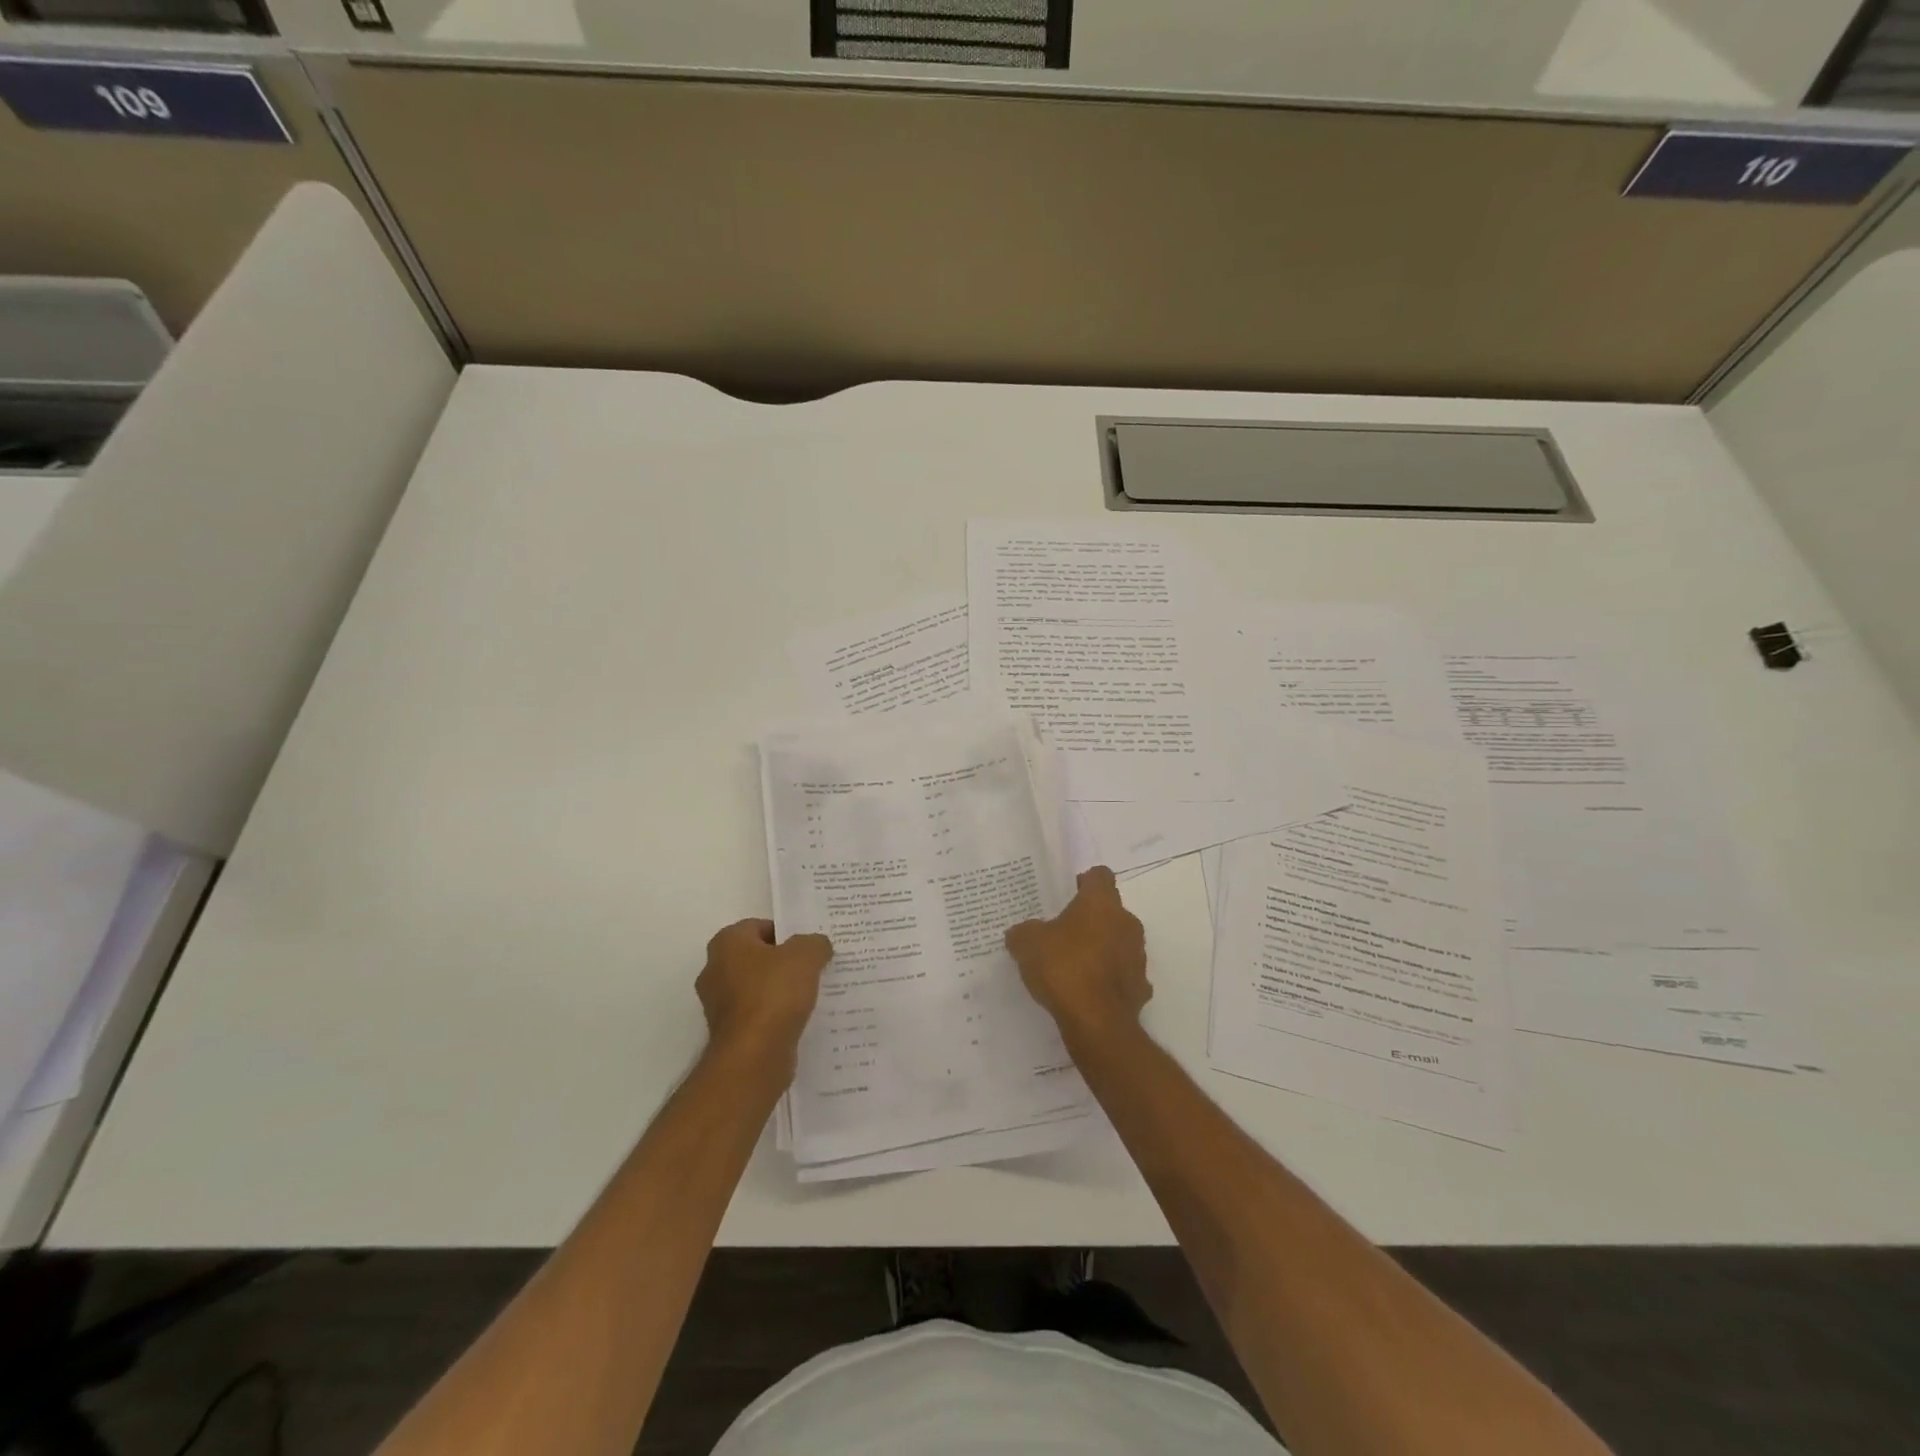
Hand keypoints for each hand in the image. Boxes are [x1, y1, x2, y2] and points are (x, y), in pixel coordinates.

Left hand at [696, 919, 832, 1073]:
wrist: (754, 1056)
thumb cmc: (774, 994)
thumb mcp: (806, 955)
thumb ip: (814, 943)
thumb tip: (817, 946)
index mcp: (726, 943)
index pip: (759, 926)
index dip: (786, 932)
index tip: (809, 946)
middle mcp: (715, 970)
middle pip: (757, 957)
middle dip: (783, 961)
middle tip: (813, 966)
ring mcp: (718, 1005)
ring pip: (757, 987)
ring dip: (780, 989)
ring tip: (811, 993)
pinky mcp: (729, 1033)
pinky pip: (758, 1014)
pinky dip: (775, 1014)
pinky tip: (799, 1017)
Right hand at [1004, 866, 1150, 1043]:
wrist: (1096, 1022)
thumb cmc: (1063, 967)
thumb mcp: (1027, 944)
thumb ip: (1023, 932)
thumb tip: (1020, 933)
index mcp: (1101, 903)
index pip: (1099, 876)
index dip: (1083, 882)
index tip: (1066, 896)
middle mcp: (1127, 922)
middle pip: (1110, 911)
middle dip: (1089, 919)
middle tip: (1062, 933)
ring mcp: (1138, 956)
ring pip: (1118, 942)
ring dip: (1101, 948)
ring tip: (1073, 965)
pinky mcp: (1141, 987)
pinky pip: (1122, 975)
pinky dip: (1108, 979)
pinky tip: (1088, 992)